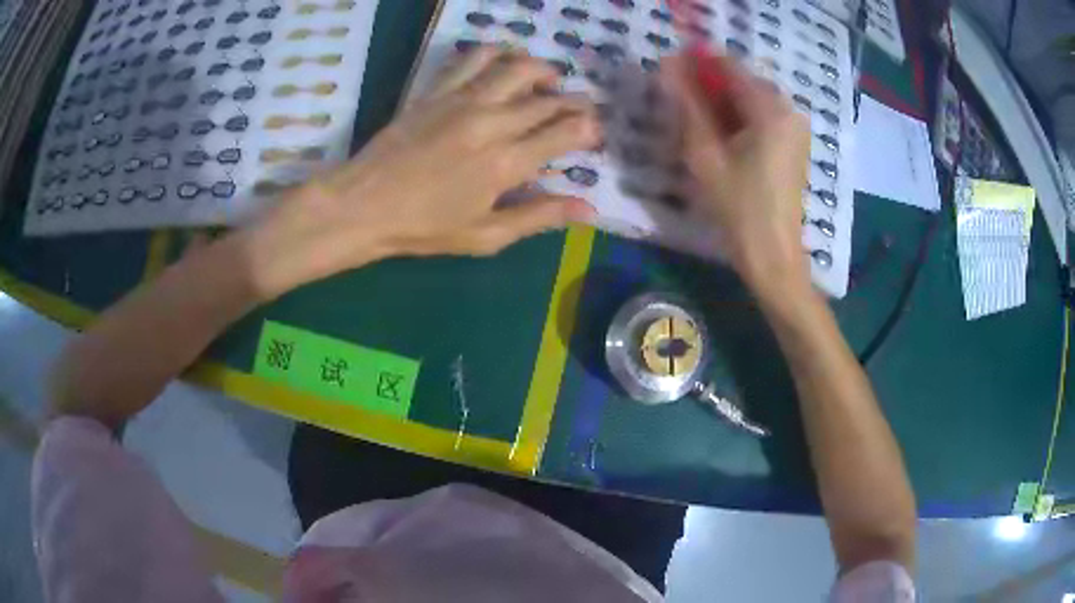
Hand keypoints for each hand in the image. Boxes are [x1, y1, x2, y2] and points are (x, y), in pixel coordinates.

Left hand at [241, 47, 599, 296]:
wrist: (363, 204)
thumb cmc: (424, 228)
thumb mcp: (486, 236)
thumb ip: (539, 217)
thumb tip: (588, 208)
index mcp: (507, 163)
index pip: (567, 132)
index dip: (589, 129)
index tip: (594, 134)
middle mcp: (492, 121)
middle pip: (549, 99)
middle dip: (574, 101)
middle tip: (581, 108)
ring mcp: (463, 100)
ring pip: (517, 67)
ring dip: (543, 69)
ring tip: (549, 79)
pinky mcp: (438, 91)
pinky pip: (473, 58)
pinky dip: (496, 53)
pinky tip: (503, 61)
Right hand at [664, 53, 811, 296]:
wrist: (774, 256)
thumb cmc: (739, 208)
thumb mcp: (706, 155)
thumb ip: (688, 106)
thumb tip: (668, 69)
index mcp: (770, 110)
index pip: (730, 67)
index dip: (698, 64)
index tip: (672, 71)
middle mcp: (788, 111)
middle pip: (743, 82)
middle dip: (710, 86)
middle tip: (682, 106)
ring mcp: (795, 129)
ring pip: (751, 100)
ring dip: (723, 104)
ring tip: (698, 125)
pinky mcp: (794, 145)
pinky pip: (763, 118)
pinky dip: (739, 119)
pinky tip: (722, 139)